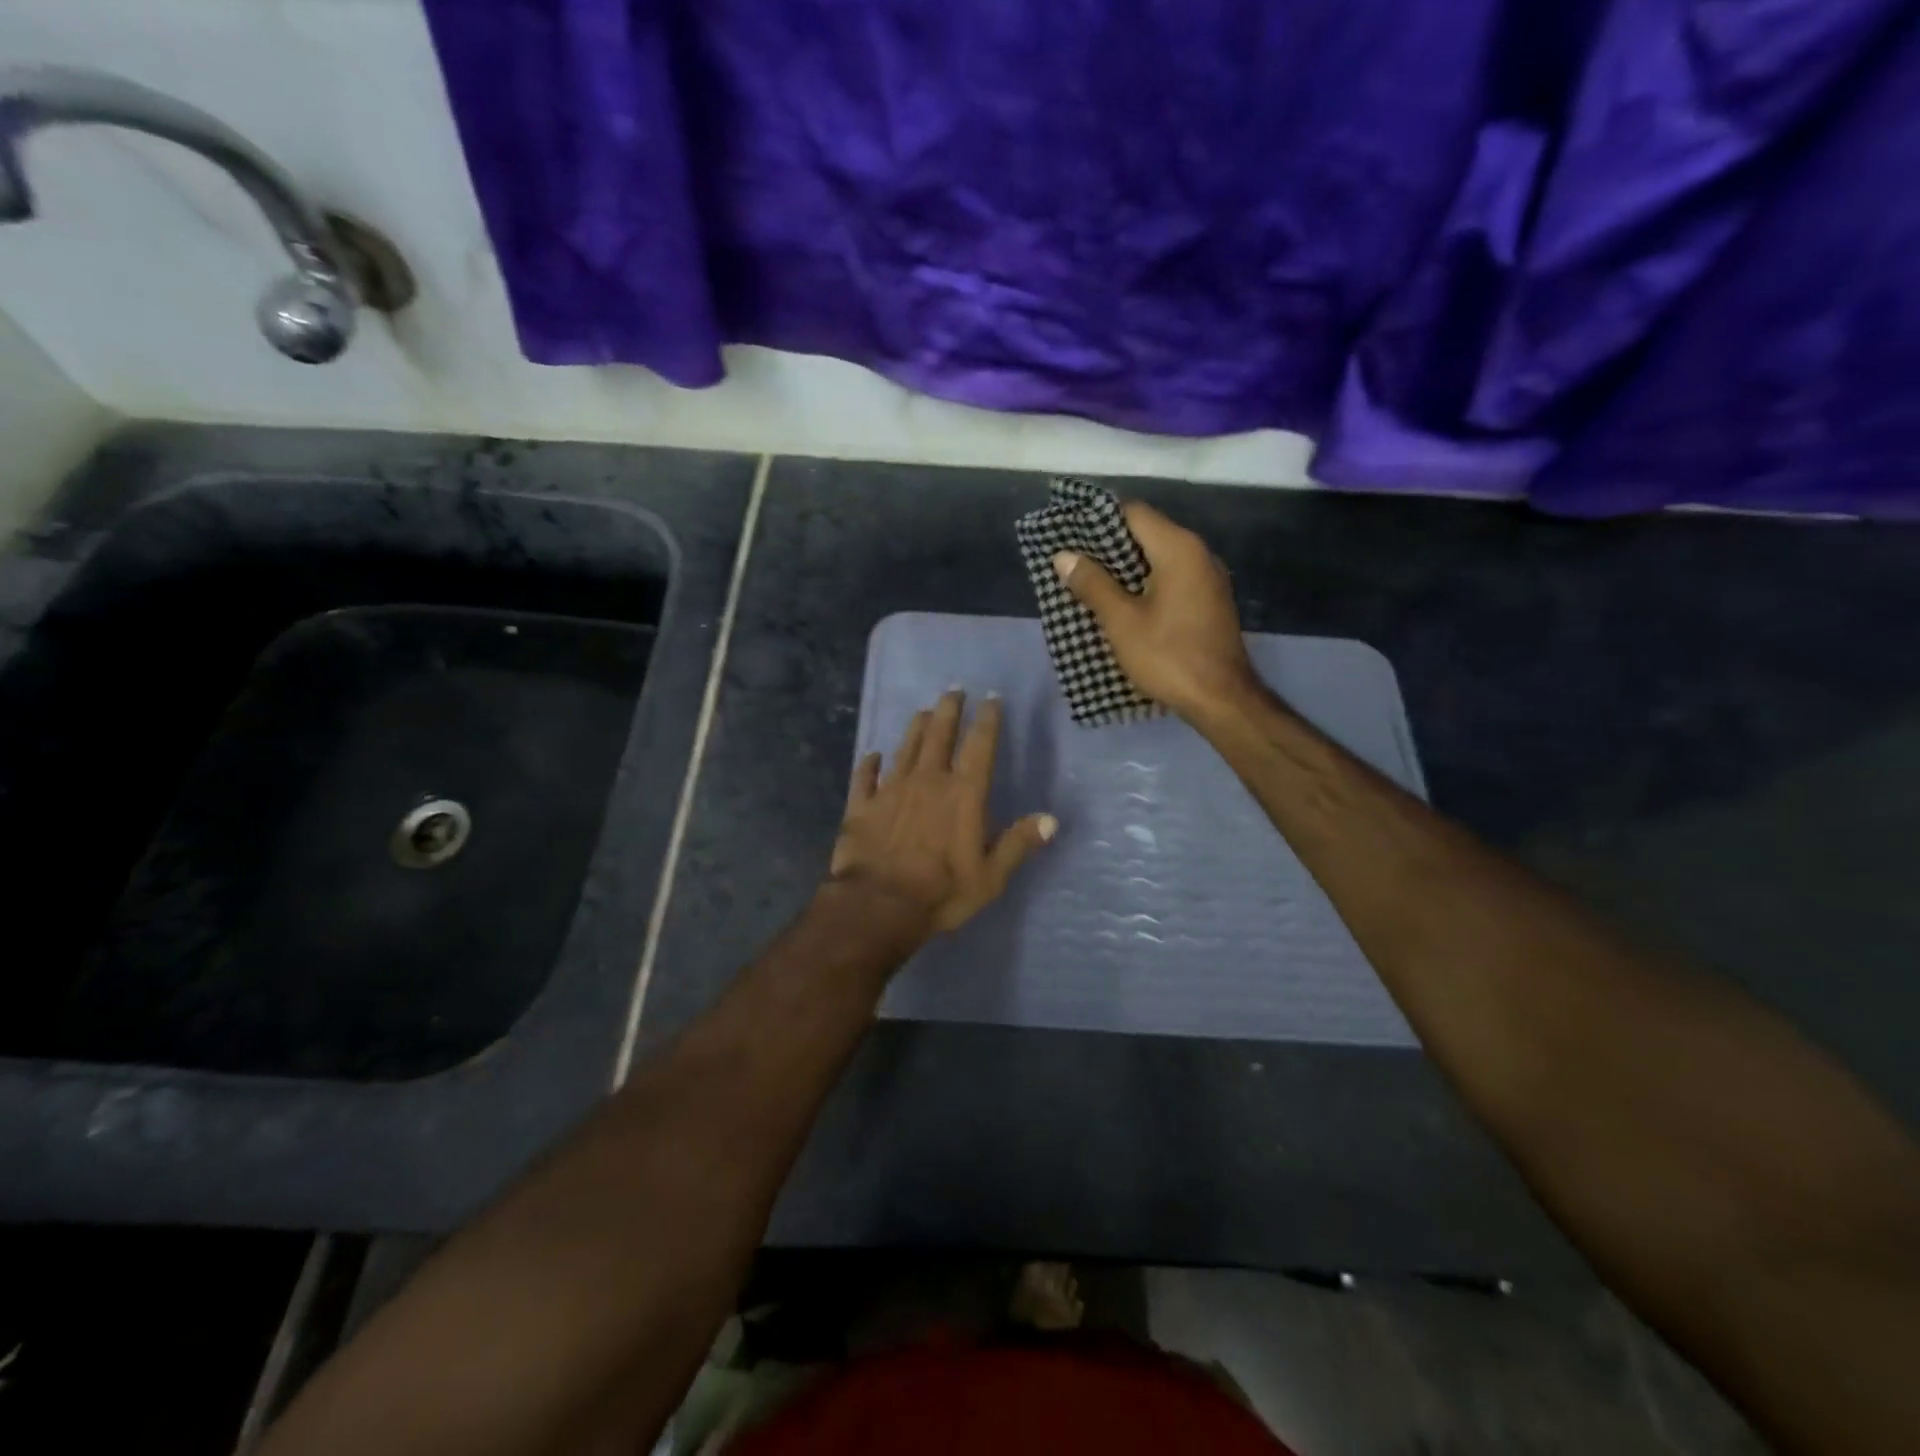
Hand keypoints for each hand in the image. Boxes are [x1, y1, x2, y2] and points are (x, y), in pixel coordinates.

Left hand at [829, 690, 1056, 937]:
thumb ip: (1018, 844)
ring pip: (905, 748)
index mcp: (963, 794)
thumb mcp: (990, 876)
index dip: (987, 720)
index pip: (979, 746)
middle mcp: (928, 781)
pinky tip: (872, 755)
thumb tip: (1051, 819)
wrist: (879, 905)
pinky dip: (869, 764)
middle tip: (953, 690)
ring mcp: (891, 790)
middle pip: (939, 735)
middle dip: (949, 710)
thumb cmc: (941, 892)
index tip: (991, 699)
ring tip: (924, 711)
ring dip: (916, 728)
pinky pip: (865, 777)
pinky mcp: (861, 805)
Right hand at [1052, 501, 1257, 719]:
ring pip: (1159, 558)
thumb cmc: (1168, 656)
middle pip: (1147, 533)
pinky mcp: (1209, 601)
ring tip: (1089, 580)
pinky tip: (1121, 601)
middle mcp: (1199, 554)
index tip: (1069, 530)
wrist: (1221, 699)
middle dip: (1108, 544)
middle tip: (1072, 558)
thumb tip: (1064, 556)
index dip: (1098, 518)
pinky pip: (1171, 578)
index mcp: (1178, 549)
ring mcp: (1208, 578)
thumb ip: (1092, 584)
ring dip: (1125, 566)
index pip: (1134, 512)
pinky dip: (1145, 582)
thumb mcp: (1122, 621)